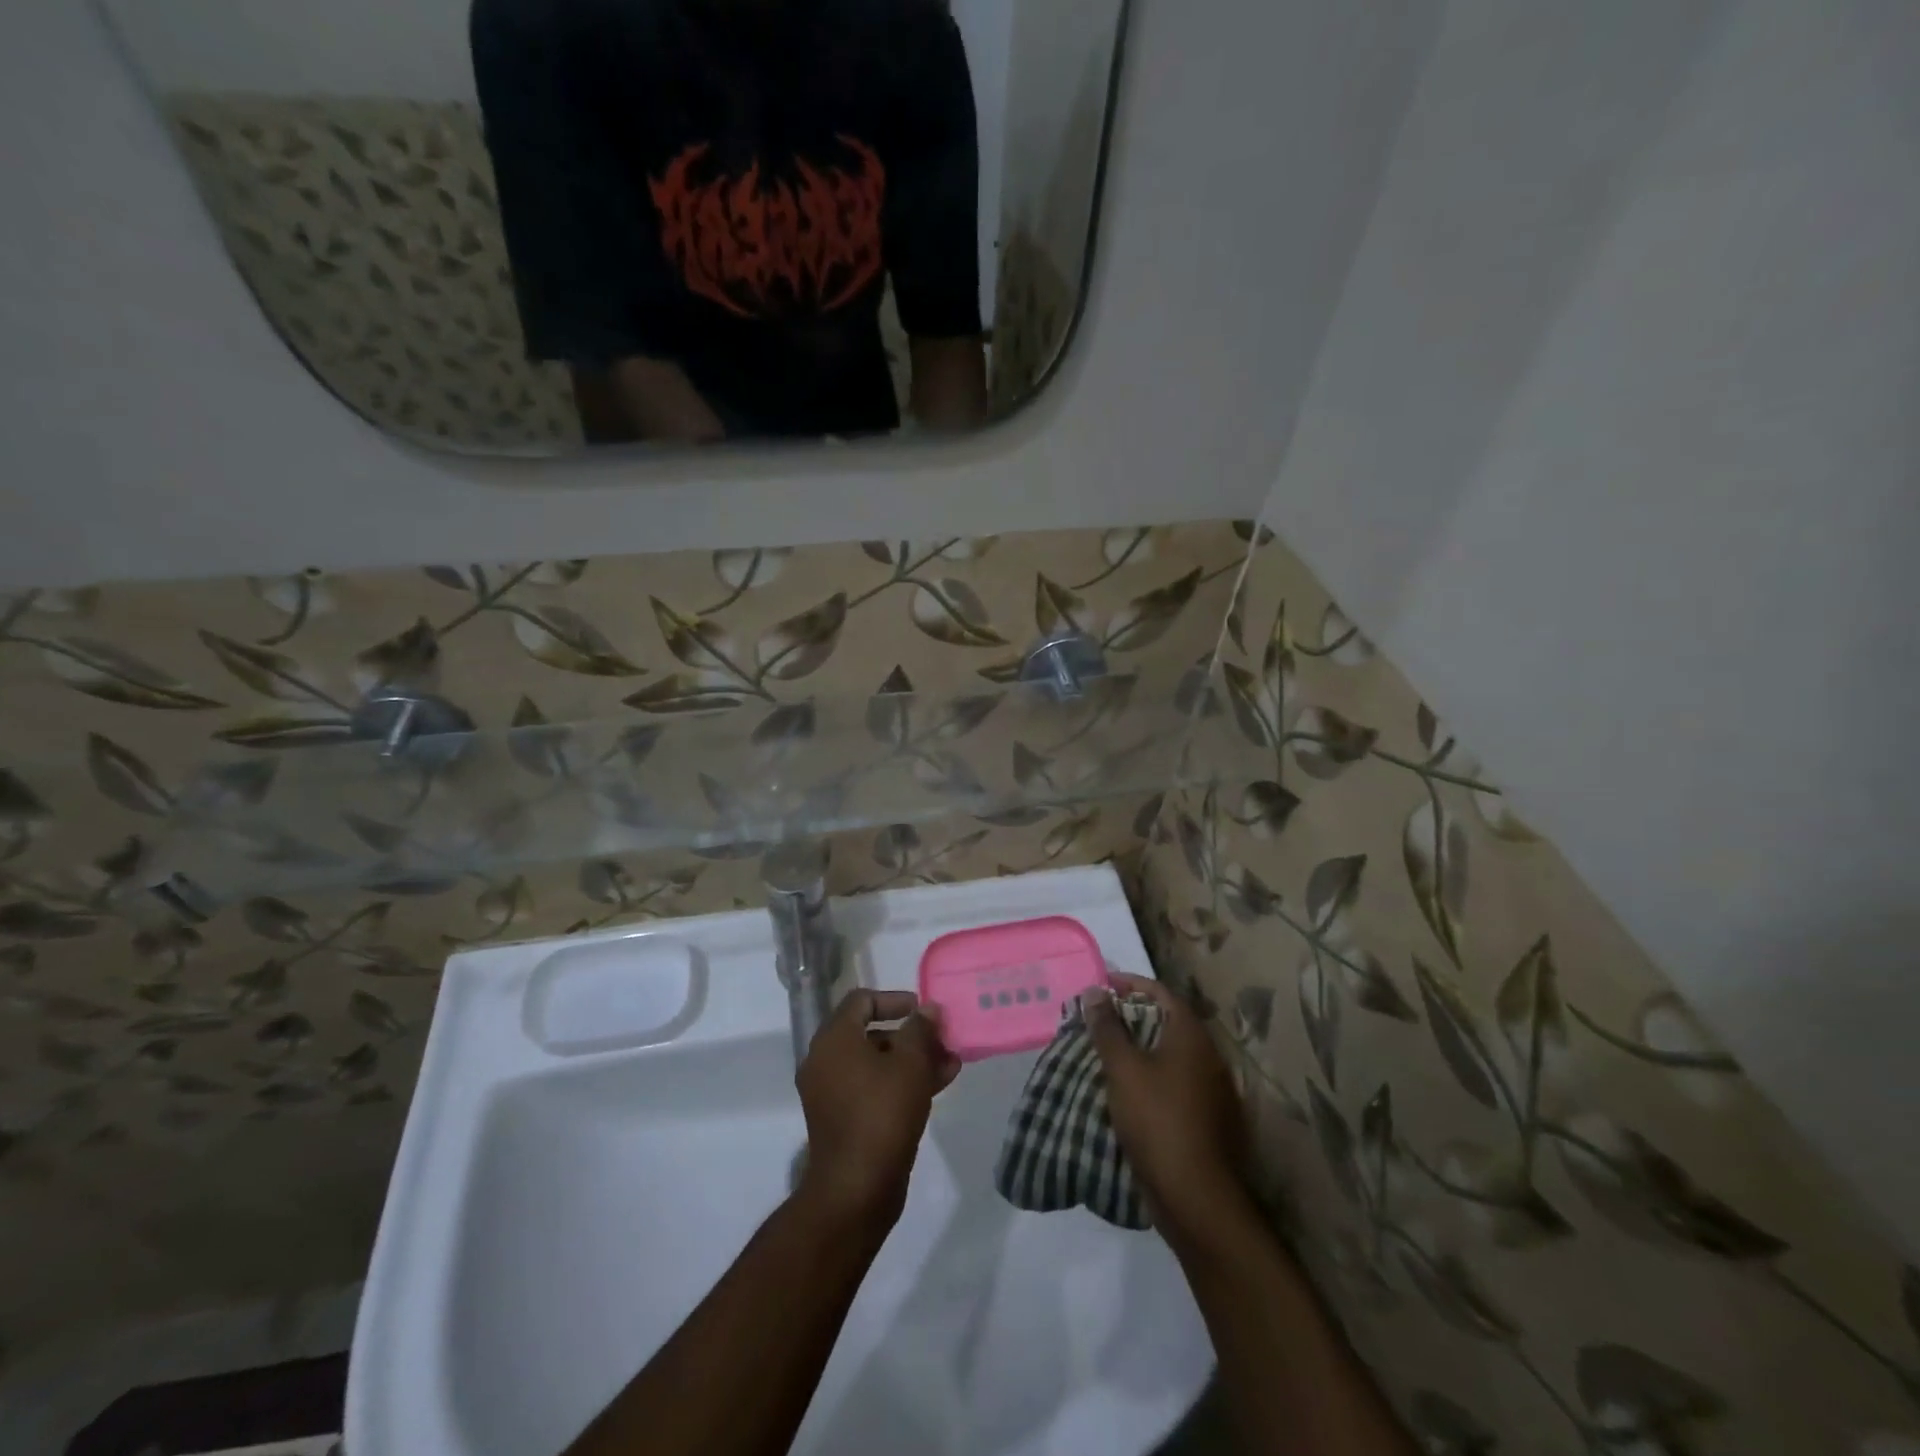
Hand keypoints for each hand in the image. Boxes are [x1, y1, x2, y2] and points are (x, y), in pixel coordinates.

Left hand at [794, 990, 959, 1230]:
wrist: (856, 1190)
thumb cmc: (882, 1114)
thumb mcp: (910, 1064)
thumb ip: (921, 1029)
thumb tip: (929, 1009)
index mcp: (834, 1040)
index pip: (861, 1001)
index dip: (894, 999)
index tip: (922, 1009)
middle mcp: (825, 1061)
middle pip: (870, 1032)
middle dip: (911, 1034)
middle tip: (941, 1039)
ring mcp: (832, 1093)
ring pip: (876, 1063)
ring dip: (912, 1059)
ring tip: (950, 1064)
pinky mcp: (843, 1120)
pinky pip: (873, 1088)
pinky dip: (900, 1082)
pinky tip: (938, 1085)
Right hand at [1084, 973, 1251, 1248]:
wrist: (1197, 1198)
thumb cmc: (1158, 1121)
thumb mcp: (1123, 1069)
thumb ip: (1108, 1028)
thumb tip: (1095, 991)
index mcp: (1191, 1035)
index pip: (1160, 992)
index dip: (1129, 984)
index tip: (1100, 987)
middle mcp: (1208, 1055)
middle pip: (1167, 1021)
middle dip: (1132, 1016)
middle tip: (1098, 1020)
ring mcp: (1212, 1089)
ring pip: (1170, 1054)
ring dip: (1140, 1048)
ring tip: (1106, 1053)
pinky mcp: (1207, 1118)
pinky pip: (1175, 1082)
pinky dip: (1150, 1076)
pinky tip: (1127, 1090)